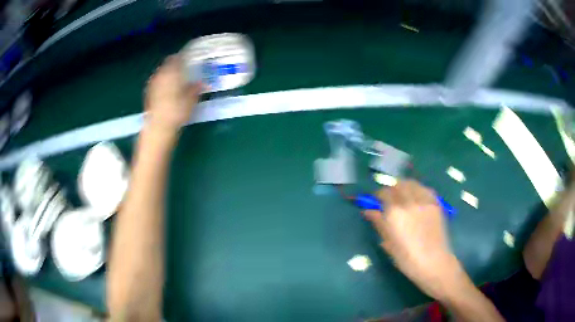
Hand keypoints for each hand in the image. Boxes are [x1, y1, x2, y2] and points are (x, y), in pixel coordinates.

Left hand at [144, 55, 202, 132]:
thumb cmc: (177, 111)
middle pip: (168, 64)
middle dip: (175, 65)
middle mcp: (161, 74)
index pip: (178, 57)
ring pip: (161, 72)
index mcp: (173, 71)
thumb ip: (196, 88)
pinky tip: (167, 91)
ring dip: (168, 74)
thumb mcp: (191, 100)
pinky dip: (162, 83)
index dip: (184, 57)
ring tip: (176, 80)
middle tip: (184, 69)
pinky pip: (157, 82)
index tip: (190, 59)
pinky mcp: (148, 92)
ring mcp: (153, 83)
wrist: (159, 126)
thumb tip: (203, 83)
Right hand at [364, 180, 463, 299]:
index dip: (377, 195)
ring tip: (402, 195)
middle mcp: (409, 202)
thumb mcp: (388, 243)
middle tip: (389, 198)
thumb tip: (368, 211)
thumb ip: (379, 223)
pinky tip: (417, 198)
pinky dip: (418, 189)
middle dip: (391, 189)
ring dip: (404, 186)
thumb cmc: (407, 258)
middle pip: (397, 184)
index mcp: (394, 213)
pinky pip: (425, 189)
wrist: (433, 262)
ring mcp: (424, 201)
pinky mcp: (435, 203)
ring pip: (412, 183)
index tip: (375, 201)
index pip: (383, 193)